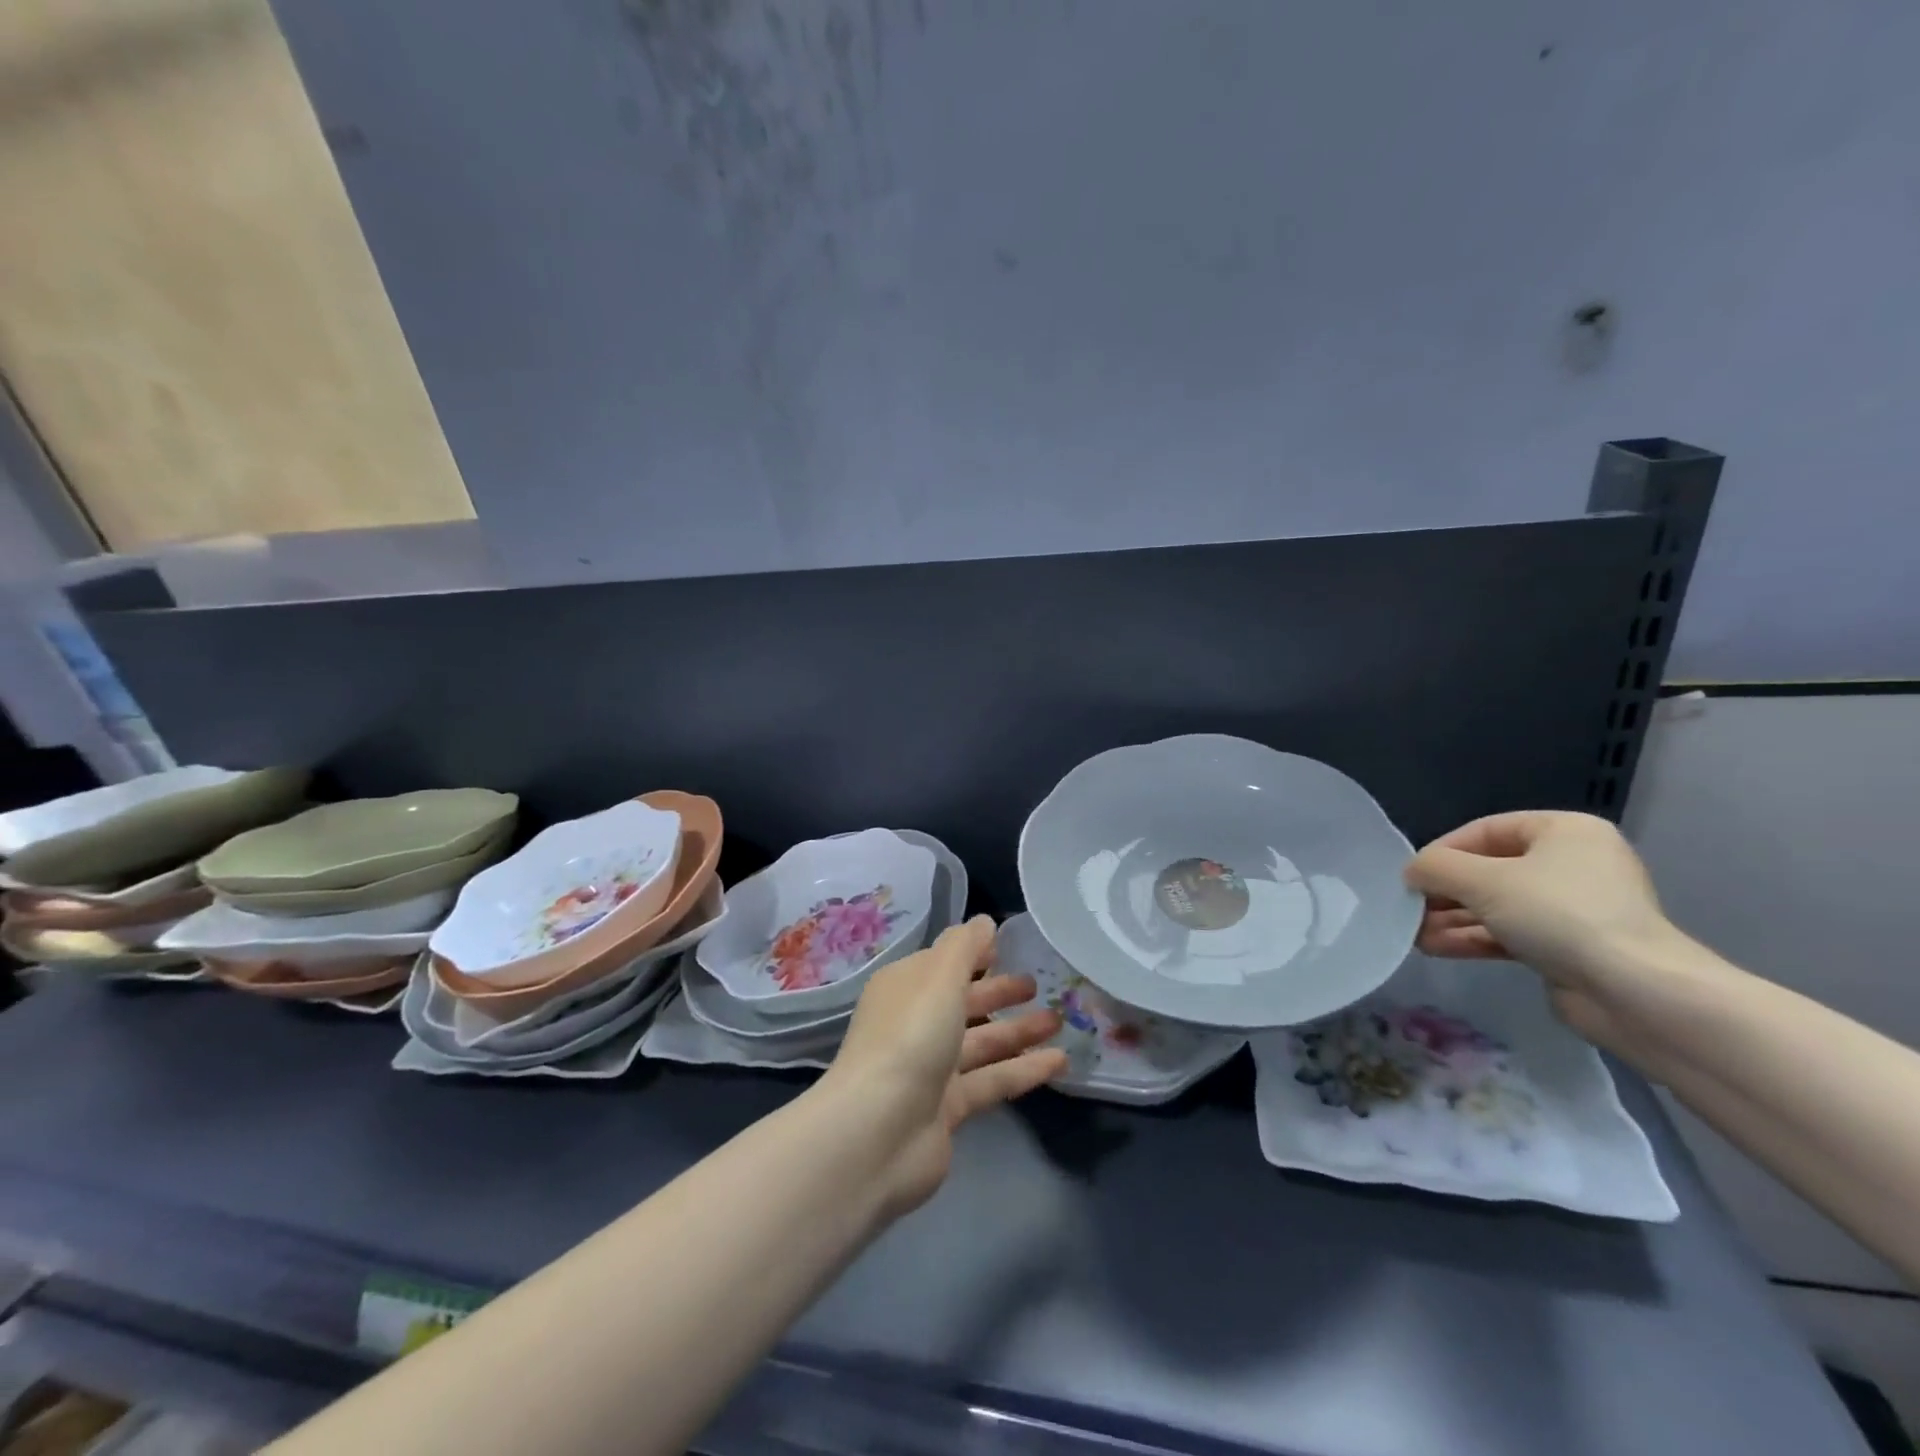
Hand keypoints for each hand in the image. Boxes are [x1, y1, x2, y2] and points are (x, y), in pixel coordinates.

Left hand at [822, 916, 1066, 1216]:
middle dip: (999, 992)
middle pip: (963, 1002)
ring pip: (982, 1043)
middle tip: (1039, 984)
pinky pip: (992, 1080)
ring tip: (1059, 1020)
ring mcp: (930, 1069)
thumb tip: (985, 921)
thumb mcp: (939, 977)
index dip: (974, 954)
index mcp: (905, 987)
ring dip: (1018, 1031)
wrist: (877, 1132)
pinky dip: (1024, 1070)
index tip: (1010, 947)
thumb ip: (965, 946)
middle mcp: (915, 1024)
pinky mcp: (948, 1109)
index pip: (943, 963)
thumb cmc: (909, 1037)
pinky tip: (1060, 1061)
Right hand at [1405, 811, 1680, 1051]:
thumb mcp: (1483, 881)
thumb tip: (1411, 872)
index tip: (1410, 877)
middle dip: (1444, 892)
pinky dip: (1473, 938)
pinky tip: (1435, 949)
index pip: (1485, 830)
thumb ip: (1437, 868)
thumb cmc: (1559, 915)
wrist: (1635, 993)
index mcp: (1564, 831)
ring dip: (1452, 918)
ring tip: (1413, 934)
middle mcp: (1572, 863)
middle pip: (1489, 870)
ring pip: (1496, 905)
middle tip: (1408, 908)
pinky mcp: (1569, 947)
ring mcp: (1573, 908)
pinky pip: (1510, 933)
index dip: (1442, 851)